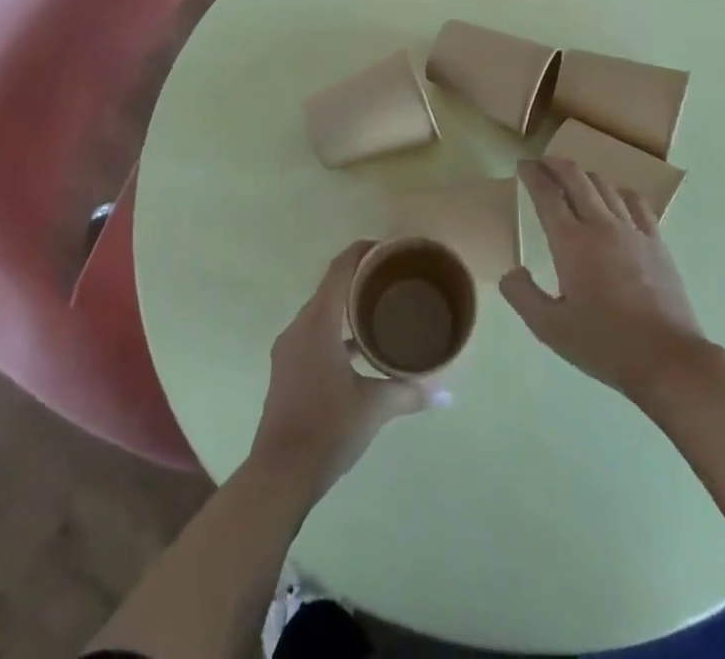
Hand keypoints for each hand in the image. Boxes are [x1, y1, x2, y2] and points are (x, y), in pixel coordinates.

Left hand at [248, 241, 438, 496]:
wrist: (279, 475)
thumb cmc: (327, 429)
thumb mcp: (374, 408)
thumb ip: (409, 393)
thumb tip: (446, 393)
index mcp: (318, 323)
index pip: (339, 269)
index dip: (362, 252)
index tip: (388, 249)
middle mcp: (300, 327)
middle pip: (330, 288)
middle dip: (360, 278)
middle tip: (393, 279)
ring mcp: (289, 349)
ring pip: (322, 313)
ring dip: (347, 308)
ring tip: (380, 310)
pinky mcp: (287, 369)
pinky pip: (314, 334)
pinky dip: (336, 332)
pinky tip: (360, 351)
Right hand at [501, 158, 706, 401]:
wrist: (668, 360)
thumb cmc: (604, 344)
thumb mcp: (550, 329)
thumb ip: (523, 296)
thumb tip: (511, 272)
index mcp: (571, 243)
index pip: (547, 195)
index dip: (532, 175)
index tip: (523, 165)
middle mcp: (601, 226)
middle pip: (576, 179)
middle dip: (556, 165)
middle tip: (542, 162)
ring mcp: (633, 231)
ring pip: (605, 186)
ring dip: (584, 176)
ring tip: (574, 179)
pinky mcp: (656, 242)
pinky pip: (636, 203)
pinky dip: (619, 192)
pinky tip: (616, 198)